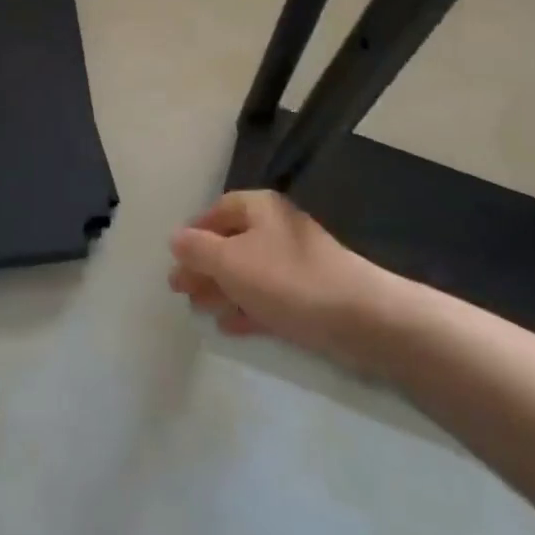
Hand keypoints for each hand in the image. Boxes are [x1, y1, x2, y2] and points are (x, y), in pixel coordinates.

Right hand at [169, 191, 376, 356]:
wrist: (358, 317)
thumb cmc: (287, 279)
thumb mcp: (231, 261)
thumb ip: (198, 249)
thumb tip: (175, 238)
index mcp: (260, 208)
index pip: (219, 210)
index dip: (195, 230)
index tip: (175, 255)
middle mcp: (277, 229)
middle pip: (232, 242)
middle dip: (204, 264)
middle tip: (178, 289)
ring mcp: (295, 264)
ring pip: (248, 272)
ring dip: (221, 289)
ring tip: (197, 309)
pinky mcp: (308, 297)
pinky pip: (267, 298)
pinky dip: (245, 308)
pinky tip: (228, 326)